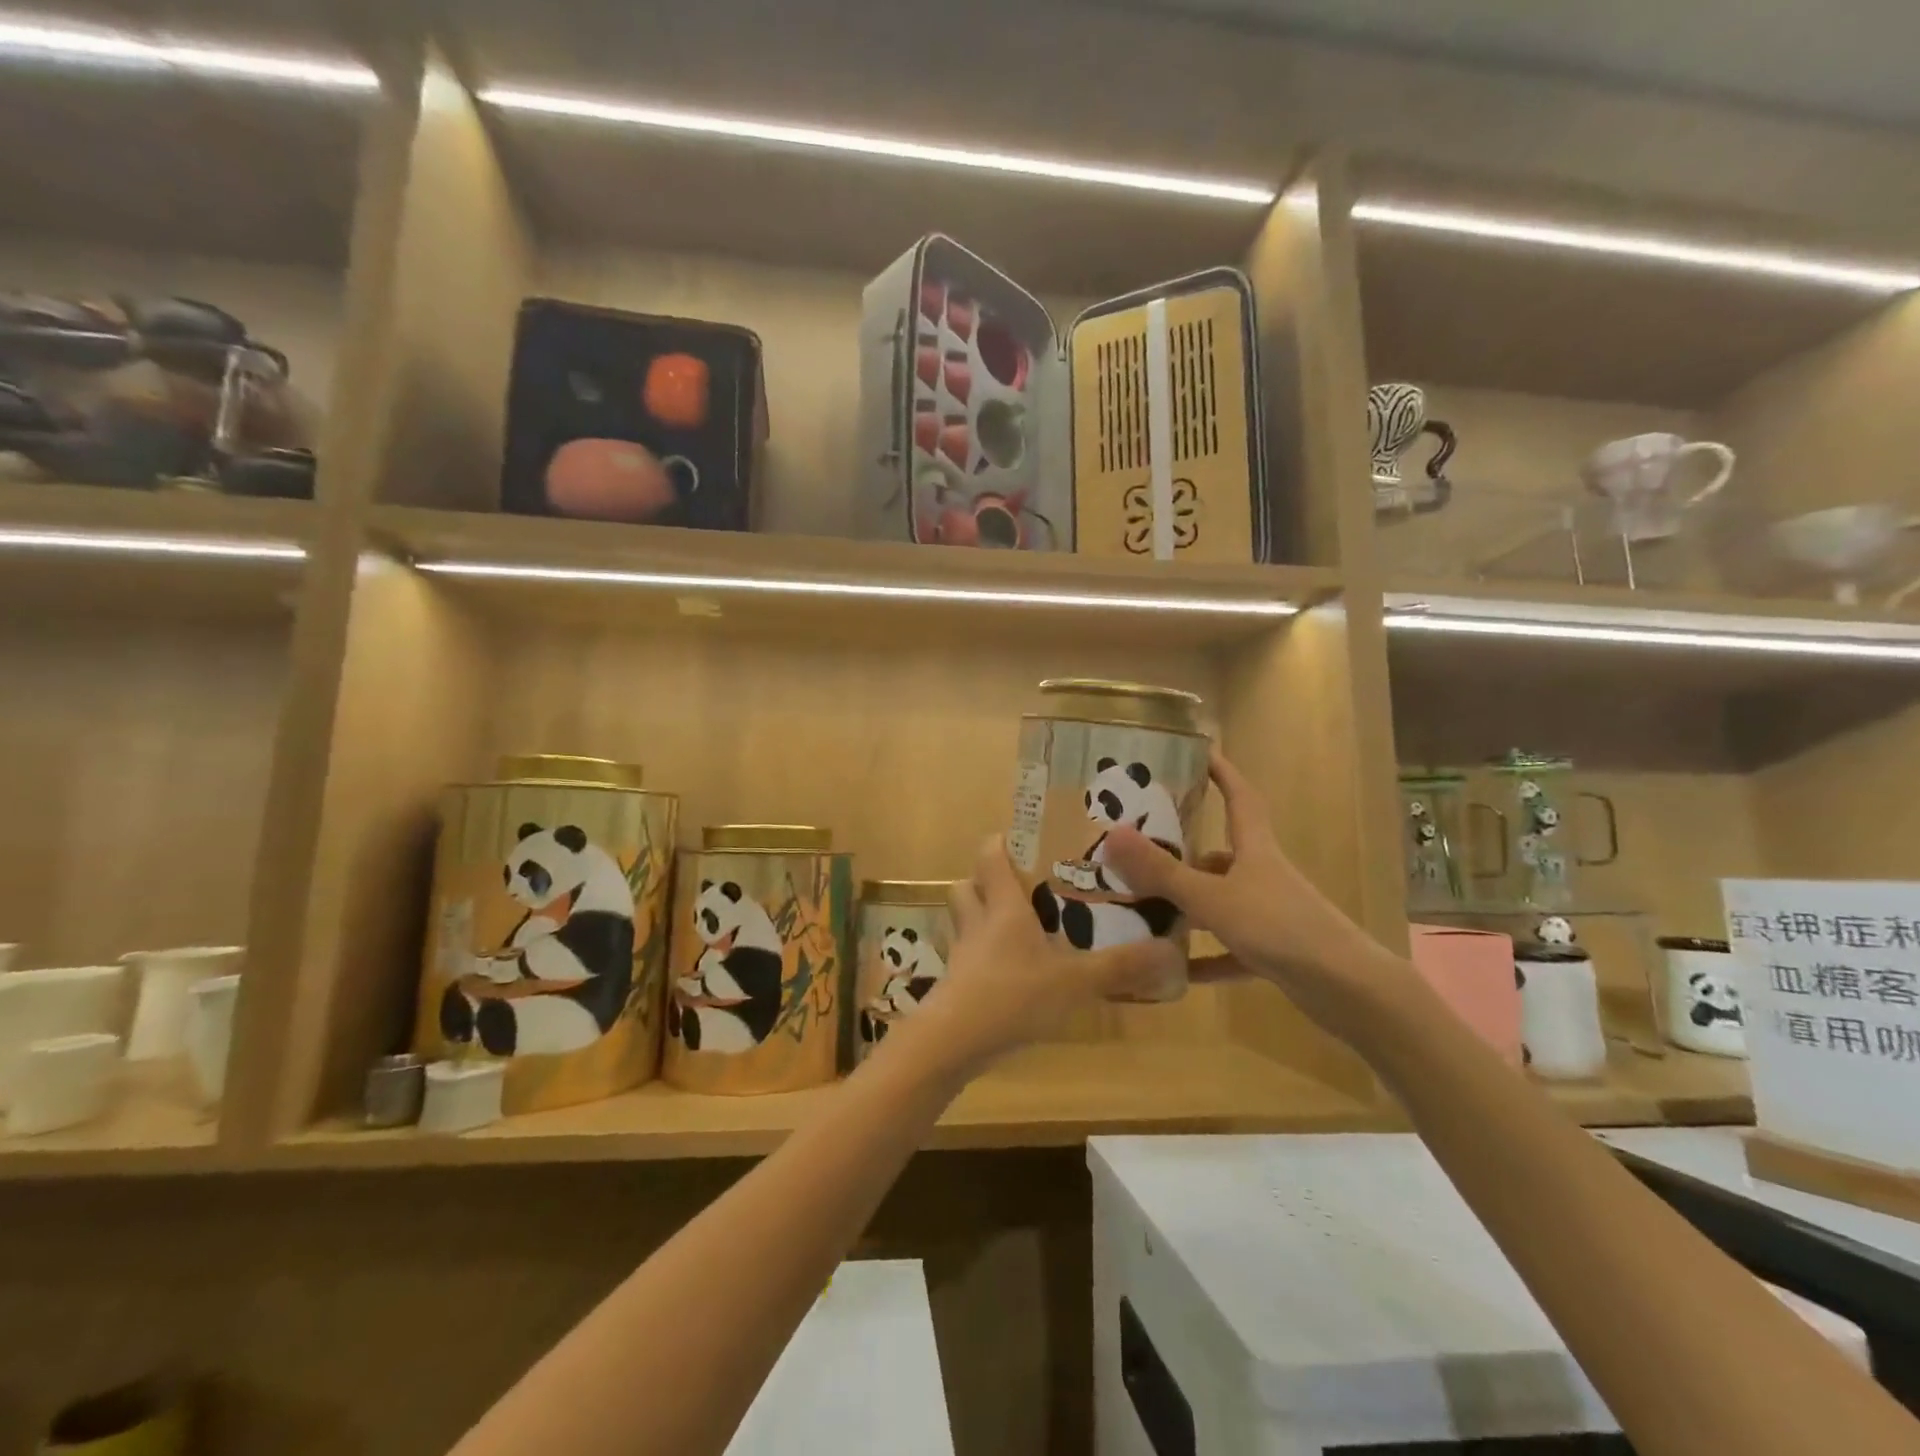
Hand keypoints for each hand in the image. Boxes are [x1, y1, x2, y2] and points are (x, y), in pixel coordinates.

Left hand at [898, 834, 1183, 1078]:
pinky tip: (1009, 976)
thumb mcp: (1076, 981)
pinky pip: (966, 957)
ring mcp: (962, 954)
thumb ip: (1121, 967)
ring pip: (964, 921)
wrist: (953, 1042)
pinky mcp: (955, 985)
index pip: (990, 856)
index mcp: (1003, 907)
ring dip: (982, 918)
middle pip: (967, 886)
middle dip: (987, 882)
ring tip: (1017, 930)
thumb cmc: (1014, 995)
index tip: (1023, 841)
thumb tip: (1170, 951)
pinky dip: (983, 958)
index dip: (1001, 843)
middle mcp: (977, 922)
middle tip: (1021, 888)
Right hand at [1101, 746, 1409, 1037]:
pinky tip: (1175, 969)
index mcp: (1255, 850)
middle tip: (1143, 849)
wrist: (1345, 987)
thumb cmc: (1277, 925)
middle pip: (1222, 855)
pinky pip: (1230, 950)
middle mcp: (1263, 876)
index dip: (1223, 773)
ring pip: (1221, 902)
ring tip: (1145, 908)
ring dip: (1188, 907)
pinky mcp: (1274, 952)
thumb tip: (1112, 835)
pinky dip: (1205, 957)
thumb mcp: (1212, 897)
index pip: (1240, 798)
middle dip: (1185, 852)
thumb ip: (1162, 872)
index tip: (1202, 752)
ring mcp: (1270, 914)